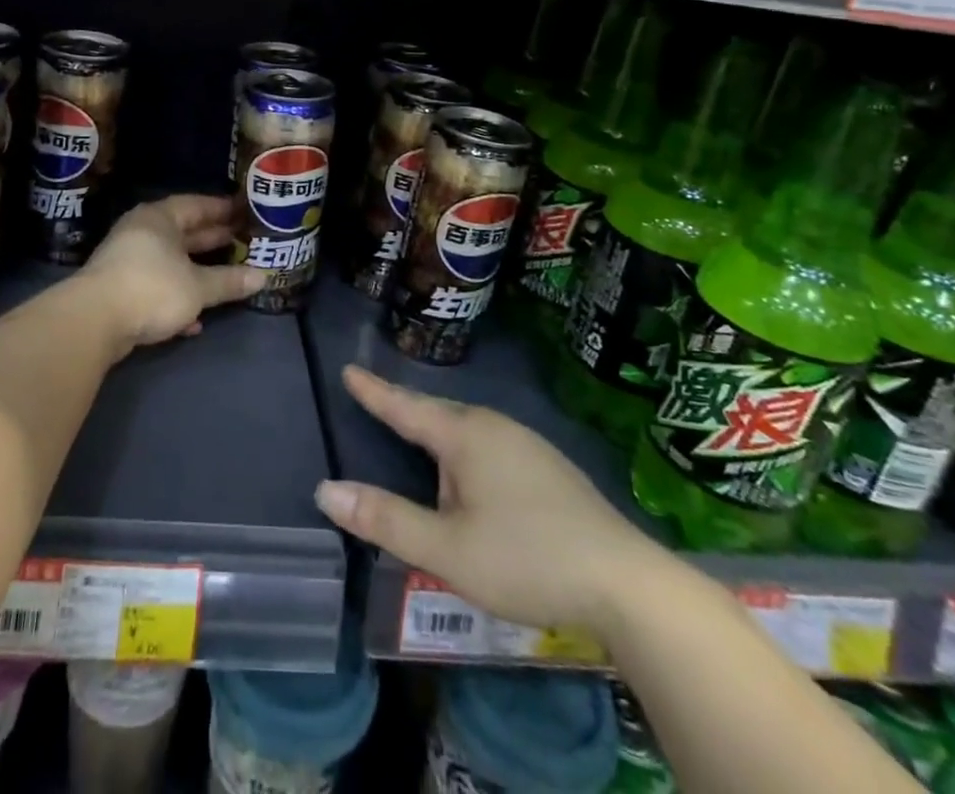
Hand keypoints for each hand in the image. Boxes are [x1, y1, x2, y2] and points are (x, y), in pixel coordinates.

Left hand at [80, 195, 268, 351]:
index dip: (222, 209)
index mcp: (160, 218)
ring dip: (196, 271)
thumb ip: (229, 281)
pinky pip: (157, 286)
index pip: (196, 205)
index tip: (245, 212)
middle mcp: (142, 232)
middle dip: (212, 239)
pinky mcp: (120, 289)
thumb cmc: (152, 288)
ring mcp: (128, 260)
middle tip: (242, 241)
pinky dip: (176, 298)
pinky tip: (195, 320)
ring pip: (171, 261)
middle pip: (183, 232)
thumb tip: (264, 276)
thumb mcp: (198, 286)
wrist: (94, 321)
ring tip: (227, 277)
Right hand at [314, 365, 666, 636]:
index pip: (406, 407)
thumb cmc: (526, 559)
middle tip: (376, 402)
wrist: (628, 584)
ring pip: (468, 430)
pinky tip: (472, 477)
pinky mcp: (550, 469)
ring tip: (418, 440)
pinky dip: (466, 452)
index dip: (374, 391)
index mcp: (465, 435)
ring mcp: (527, 444)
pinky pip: (490, 445)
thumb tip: (326, 490)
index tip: (348, 369)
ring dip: (438, 433)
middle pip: (438, 413)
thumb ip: (386, 519)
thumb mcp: (446, 549)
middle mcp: (495, 427)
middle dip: (406, 410)